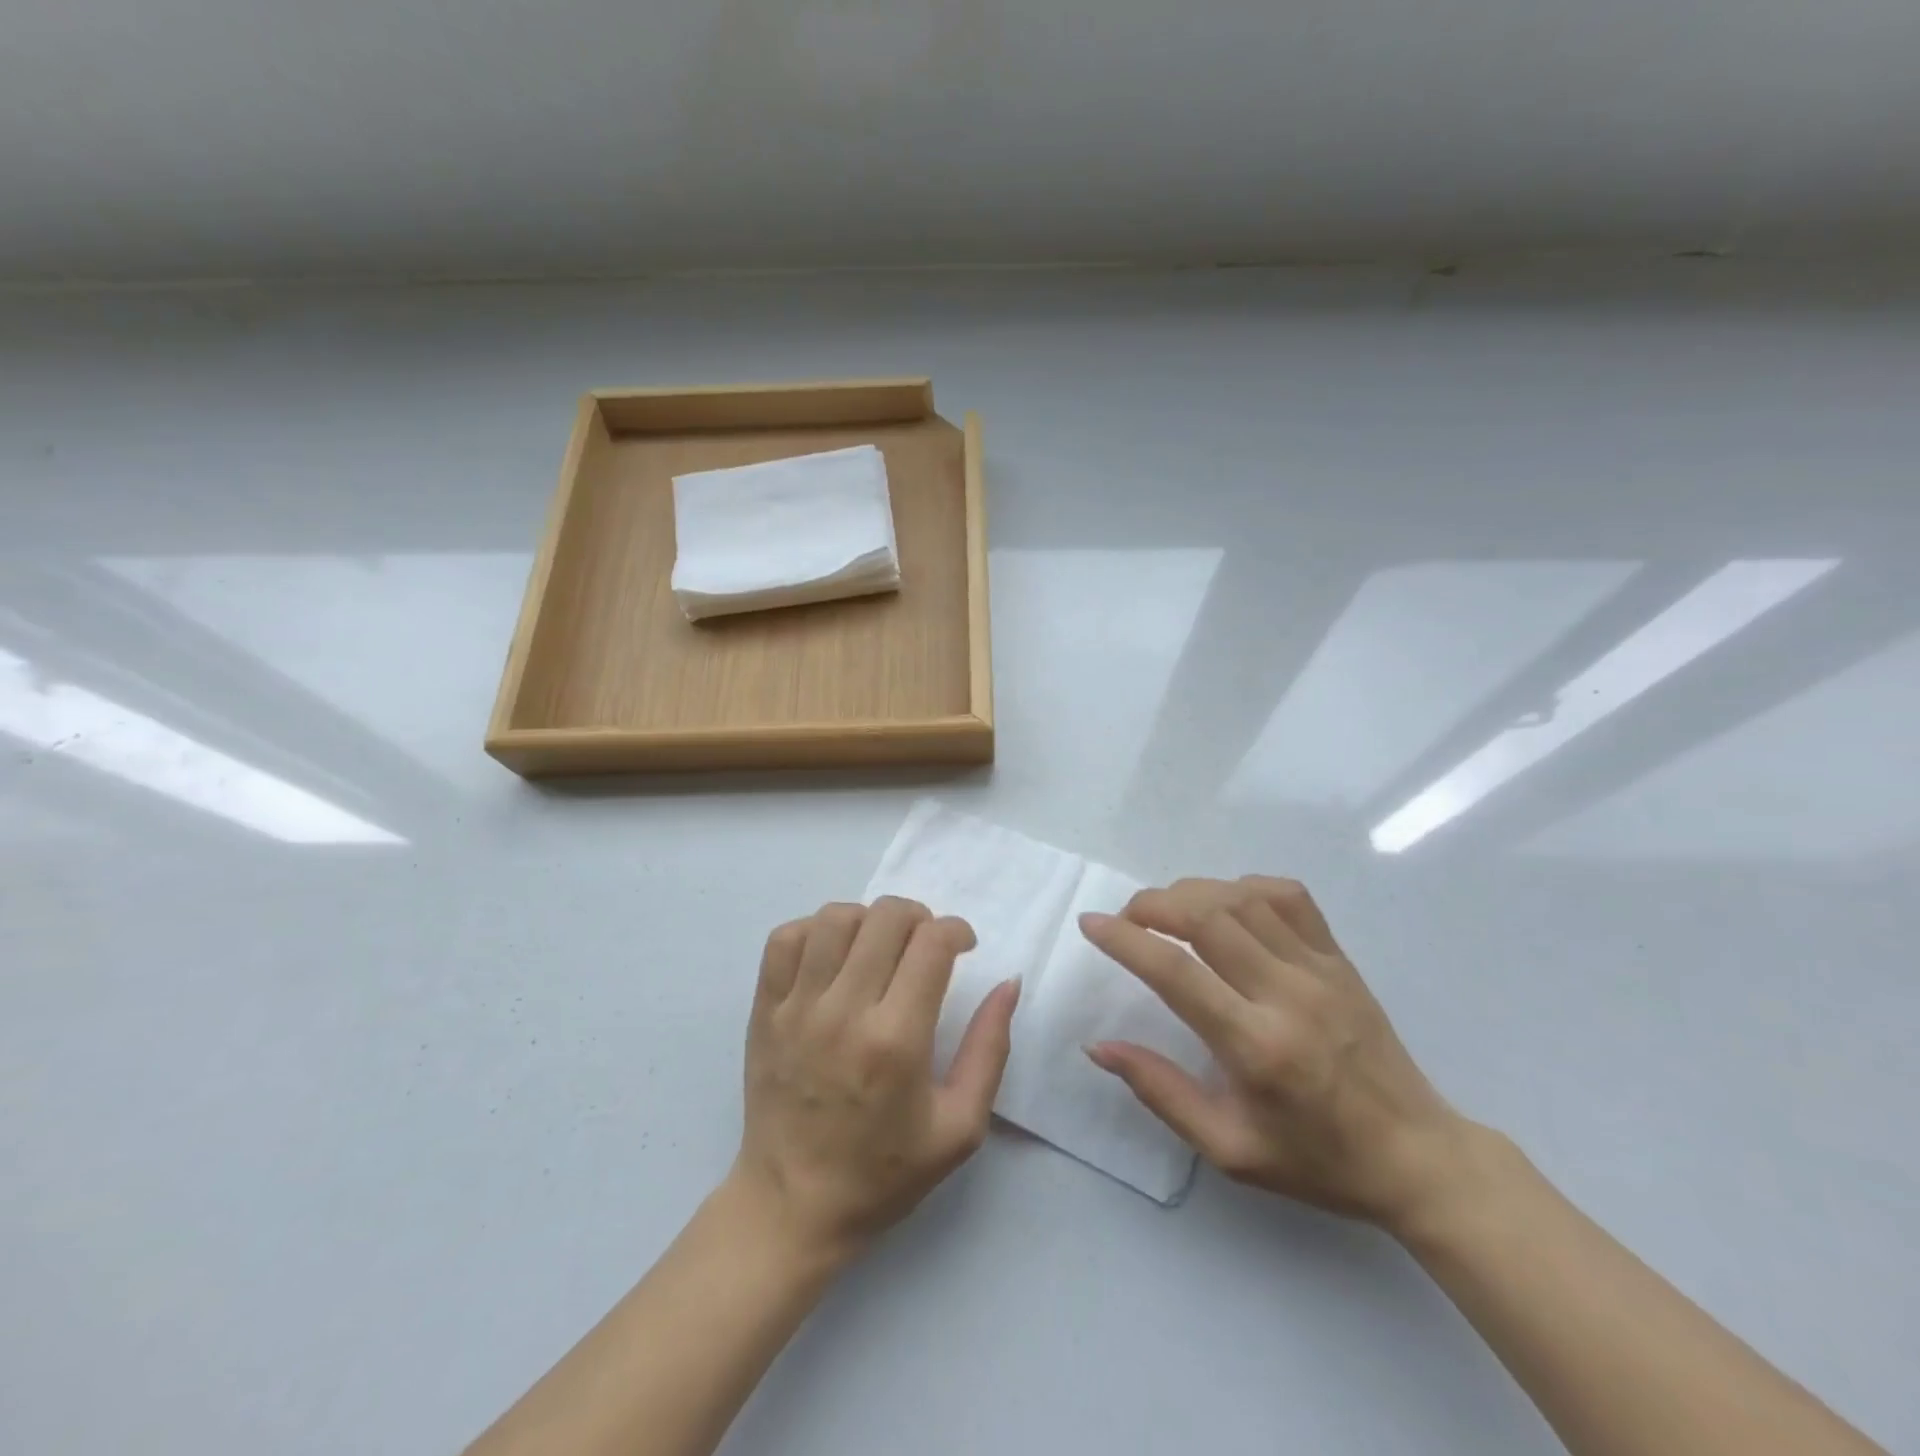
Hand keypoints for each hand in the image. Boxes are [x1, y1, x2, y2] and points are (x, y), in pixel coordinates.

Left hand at [729, 897, 1019, 1264]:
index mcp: (896, 1042)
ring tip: (880, 944)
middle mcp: (844, 1013)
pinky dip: (815, 929)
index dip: (956, 930)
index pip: (932, 944)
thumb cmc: (883, 1173)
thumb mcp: (960, 1127)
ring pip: (835, 918)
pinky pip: (784, 938)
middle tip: (926, 944)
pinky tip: (834, 953)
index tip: (963, 947)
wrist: (791, 1207)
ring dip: (869, 918)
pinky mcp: (764, 1010)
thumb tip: (1008, 983)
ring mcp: (796, 1008)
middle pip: (886, 918)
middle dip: (919, 917)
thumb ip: (990, 1048)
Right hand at [1080, 876, 1468, 1231]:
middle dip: (1151, 904)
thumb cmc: (1316, 1160)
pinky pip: (1288, 896)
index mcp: (1256, 1047)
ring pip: (1241, 898)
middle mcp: (1287, 995)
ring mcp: (1319, 969)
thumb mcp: (1228, 1149)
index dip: (1124, 940)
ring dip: (1190, 892)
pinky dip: (1243, 886)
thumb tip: (1099, 1046)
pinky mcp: (1339, 958)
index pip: (1175, 972)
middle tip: (1125, 918)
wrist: (1417, 1156)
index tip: (1090, 924)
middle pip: (1206, 917)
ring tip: (1165, 910)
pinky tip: (1224, 904)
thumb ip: (1160, 1091)